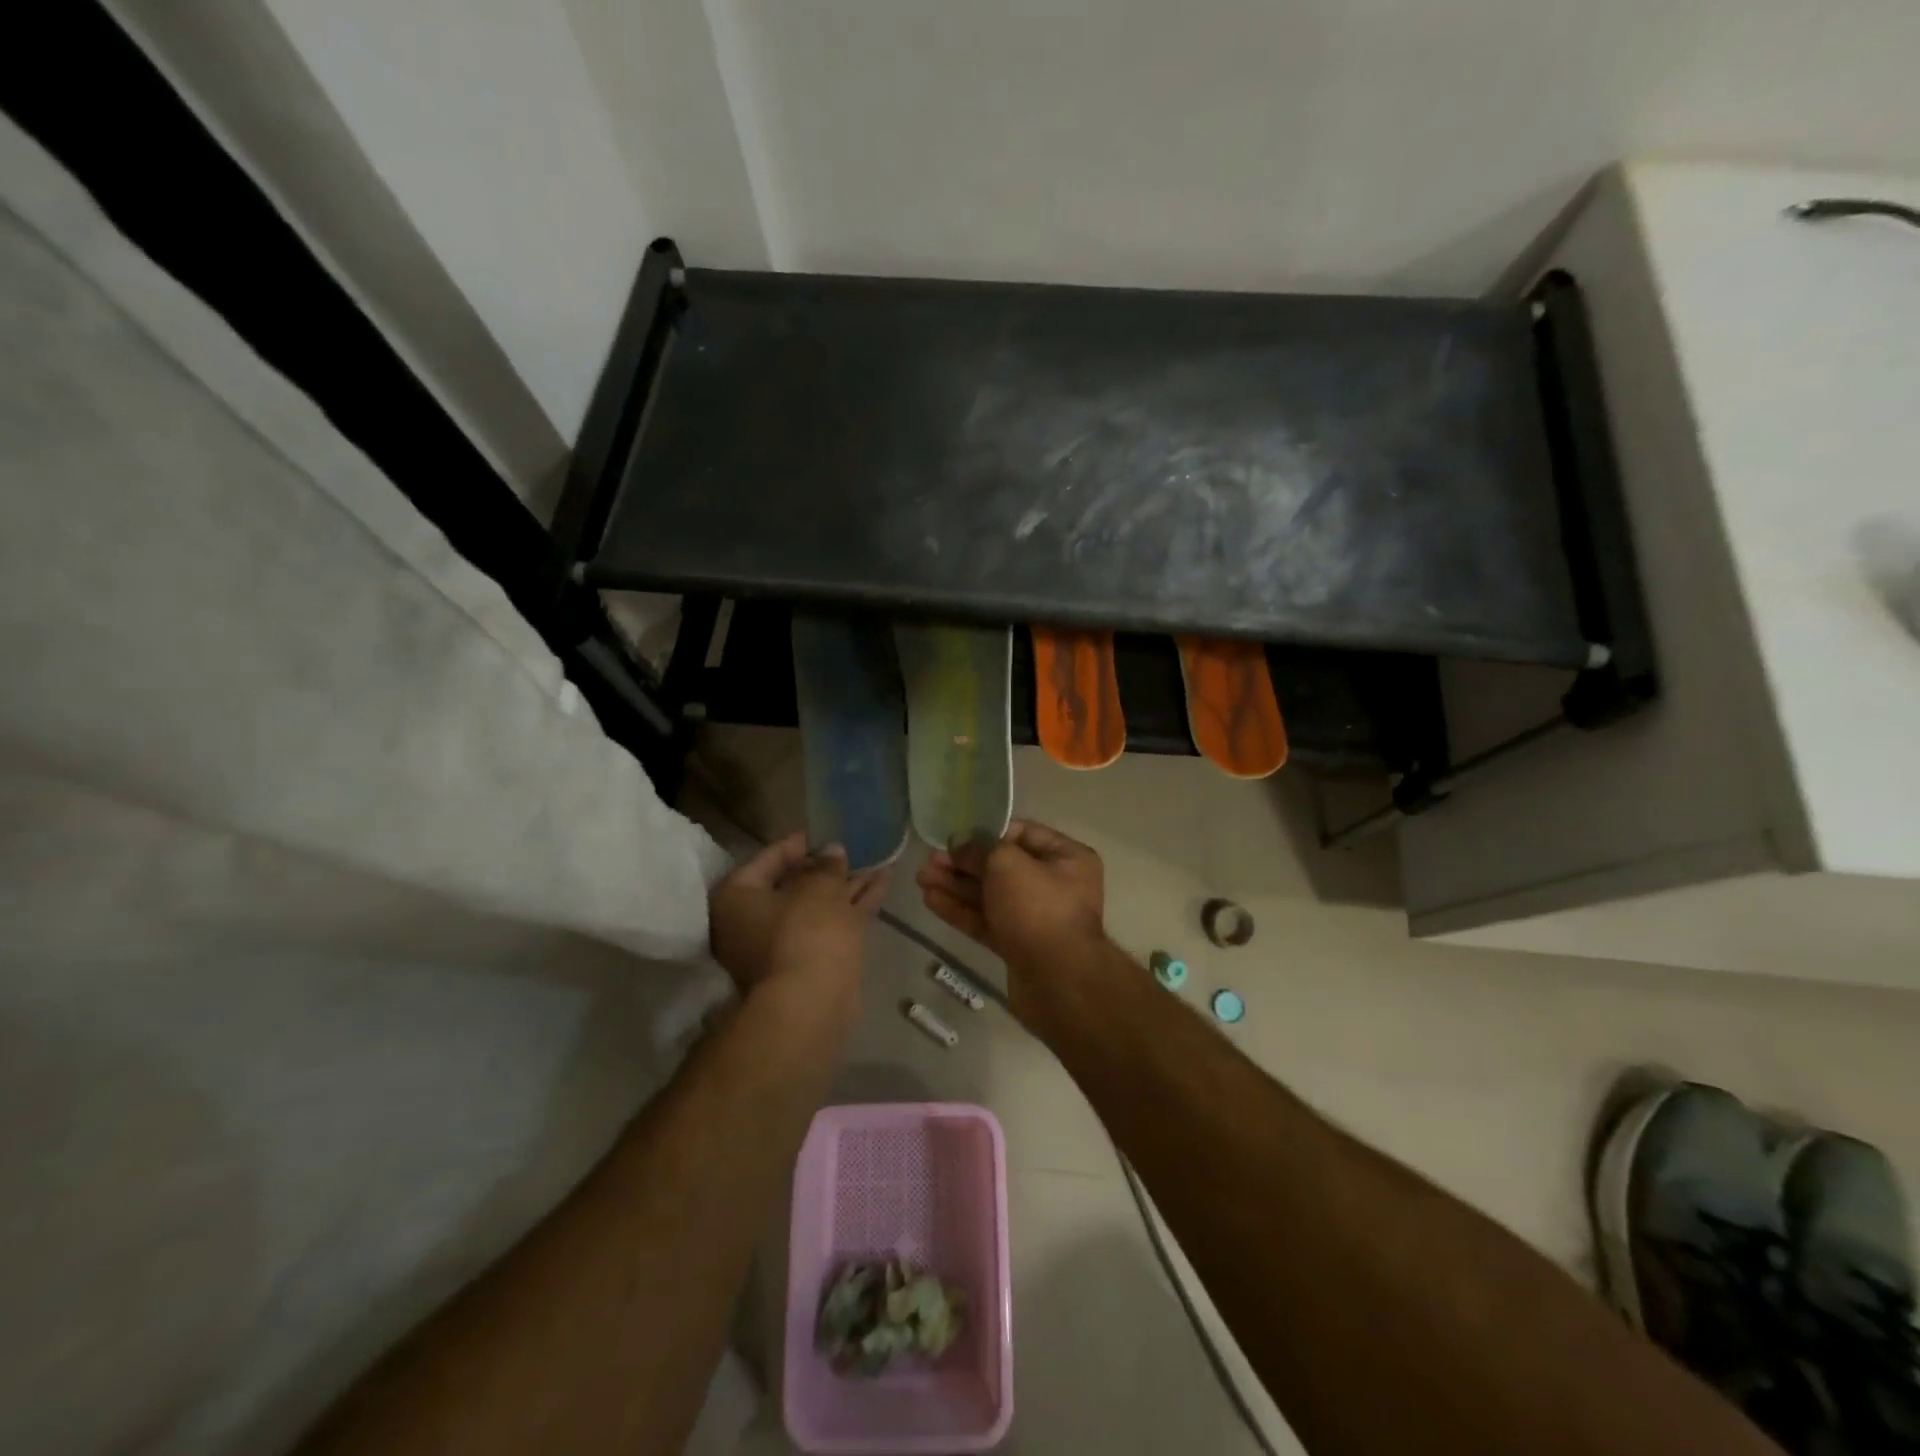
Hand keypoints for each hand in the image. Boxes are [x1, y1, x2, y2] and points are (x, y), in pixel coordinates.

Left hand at [709, 833, 888, 997]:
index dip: (800, 843)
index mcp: (738, 898)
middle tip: (854, 847)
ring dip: (847, 884)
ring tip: (879, 859)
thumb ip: (827, 865)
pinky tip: (883, 882)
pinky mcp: (812, 962)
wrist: (813, 1004)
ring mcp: (783, 945)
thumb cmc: (804, 931)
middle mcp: (752, 922)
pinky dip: (855, 905)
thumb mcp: (819, 887)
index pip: (768, 858)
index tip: (825, 831)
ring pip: (818, 906)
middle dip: (826, 867)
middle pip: (793, 884)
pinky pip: (833, 923)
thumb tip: (832, 852)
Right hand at [916, 820, 1104, 971]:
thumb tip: (959, 843)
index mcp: (1066, 858)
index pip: (1021, 834)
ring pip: (990, 895)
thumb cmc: (1038, 908)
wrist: (1058, 982)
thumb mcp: (1006, 864)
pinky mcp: (1018, 944)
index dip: (986, 832)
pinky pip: (987, 920)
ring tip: (921, 879)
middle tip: (928, 861)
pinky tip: (931, 901)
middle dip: (963, 863)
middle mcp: (1055, 884)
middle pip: (1001, 866)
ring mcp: (1036, 917)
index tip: (954, 836)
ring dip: (956, 886)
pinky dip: (961, 910)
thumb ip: (979, 849)